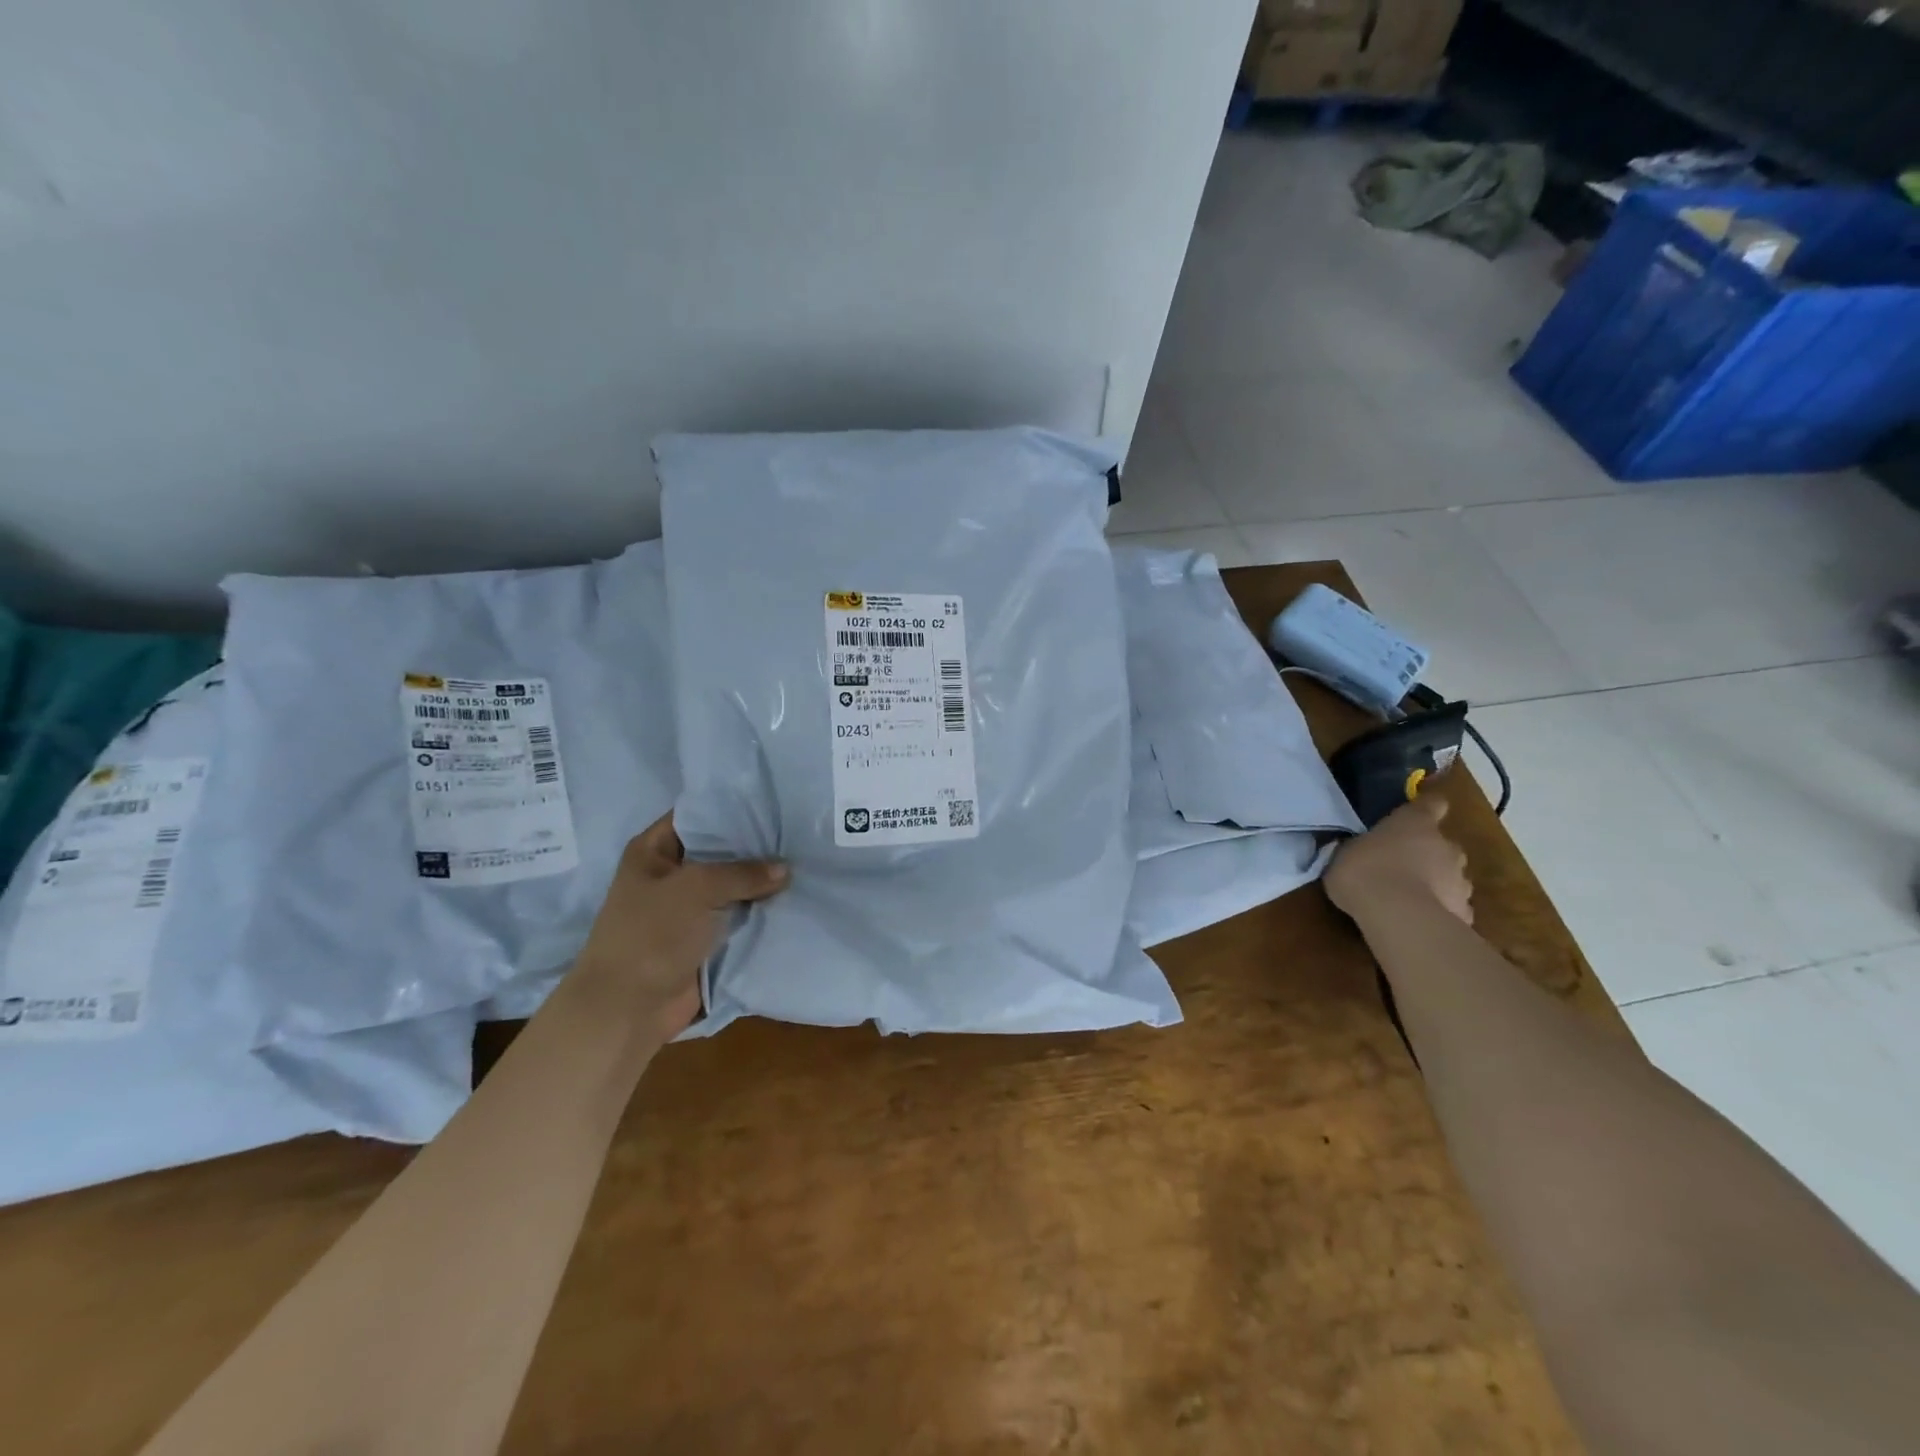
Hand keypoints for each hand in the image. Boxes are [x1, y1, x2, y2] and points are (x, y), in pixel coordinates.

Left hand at [575, 813, 788, 1040]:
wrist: (628, 1008)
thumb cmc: (651, 935)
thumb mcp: (696, 889)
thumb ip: (743, 873)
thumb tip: (785, 869)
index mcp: (654, 850)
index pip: (698, 814)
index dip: (733, 806)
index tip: (776, 800)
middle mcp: (672, 873)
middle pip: (721, 849)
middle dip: (757, 845)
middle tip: (800, 830)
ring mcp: (689, 907)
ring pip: (734, 885)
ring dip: (763, 881)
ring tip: (808, 859)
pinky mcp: (705, 937)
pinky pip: (739, 915)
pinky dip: (762, 911)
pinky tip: (797, 896)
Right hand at [1325, 792, 1472, 926]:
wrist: (1398, 915)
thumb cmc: (1364, 871)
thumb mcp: (1346, 854)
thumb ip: (1360, 849)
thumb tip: (1359, 851)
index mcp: (1415, 823)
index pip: (1432, 804)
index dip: (1429, 807)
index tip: (1424, 812)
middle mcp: (1445, 846)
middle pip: (1444, 845)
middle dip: (1430, 854)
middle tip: (1404, 866)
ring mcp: (1461, 880)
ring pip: (1452, 877)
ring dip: (1437, 883)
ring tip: (1411, 898)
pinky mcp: (1465, 912)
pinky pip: (1453, 906)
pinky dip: (1441, 910)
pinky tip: (1420, 921)